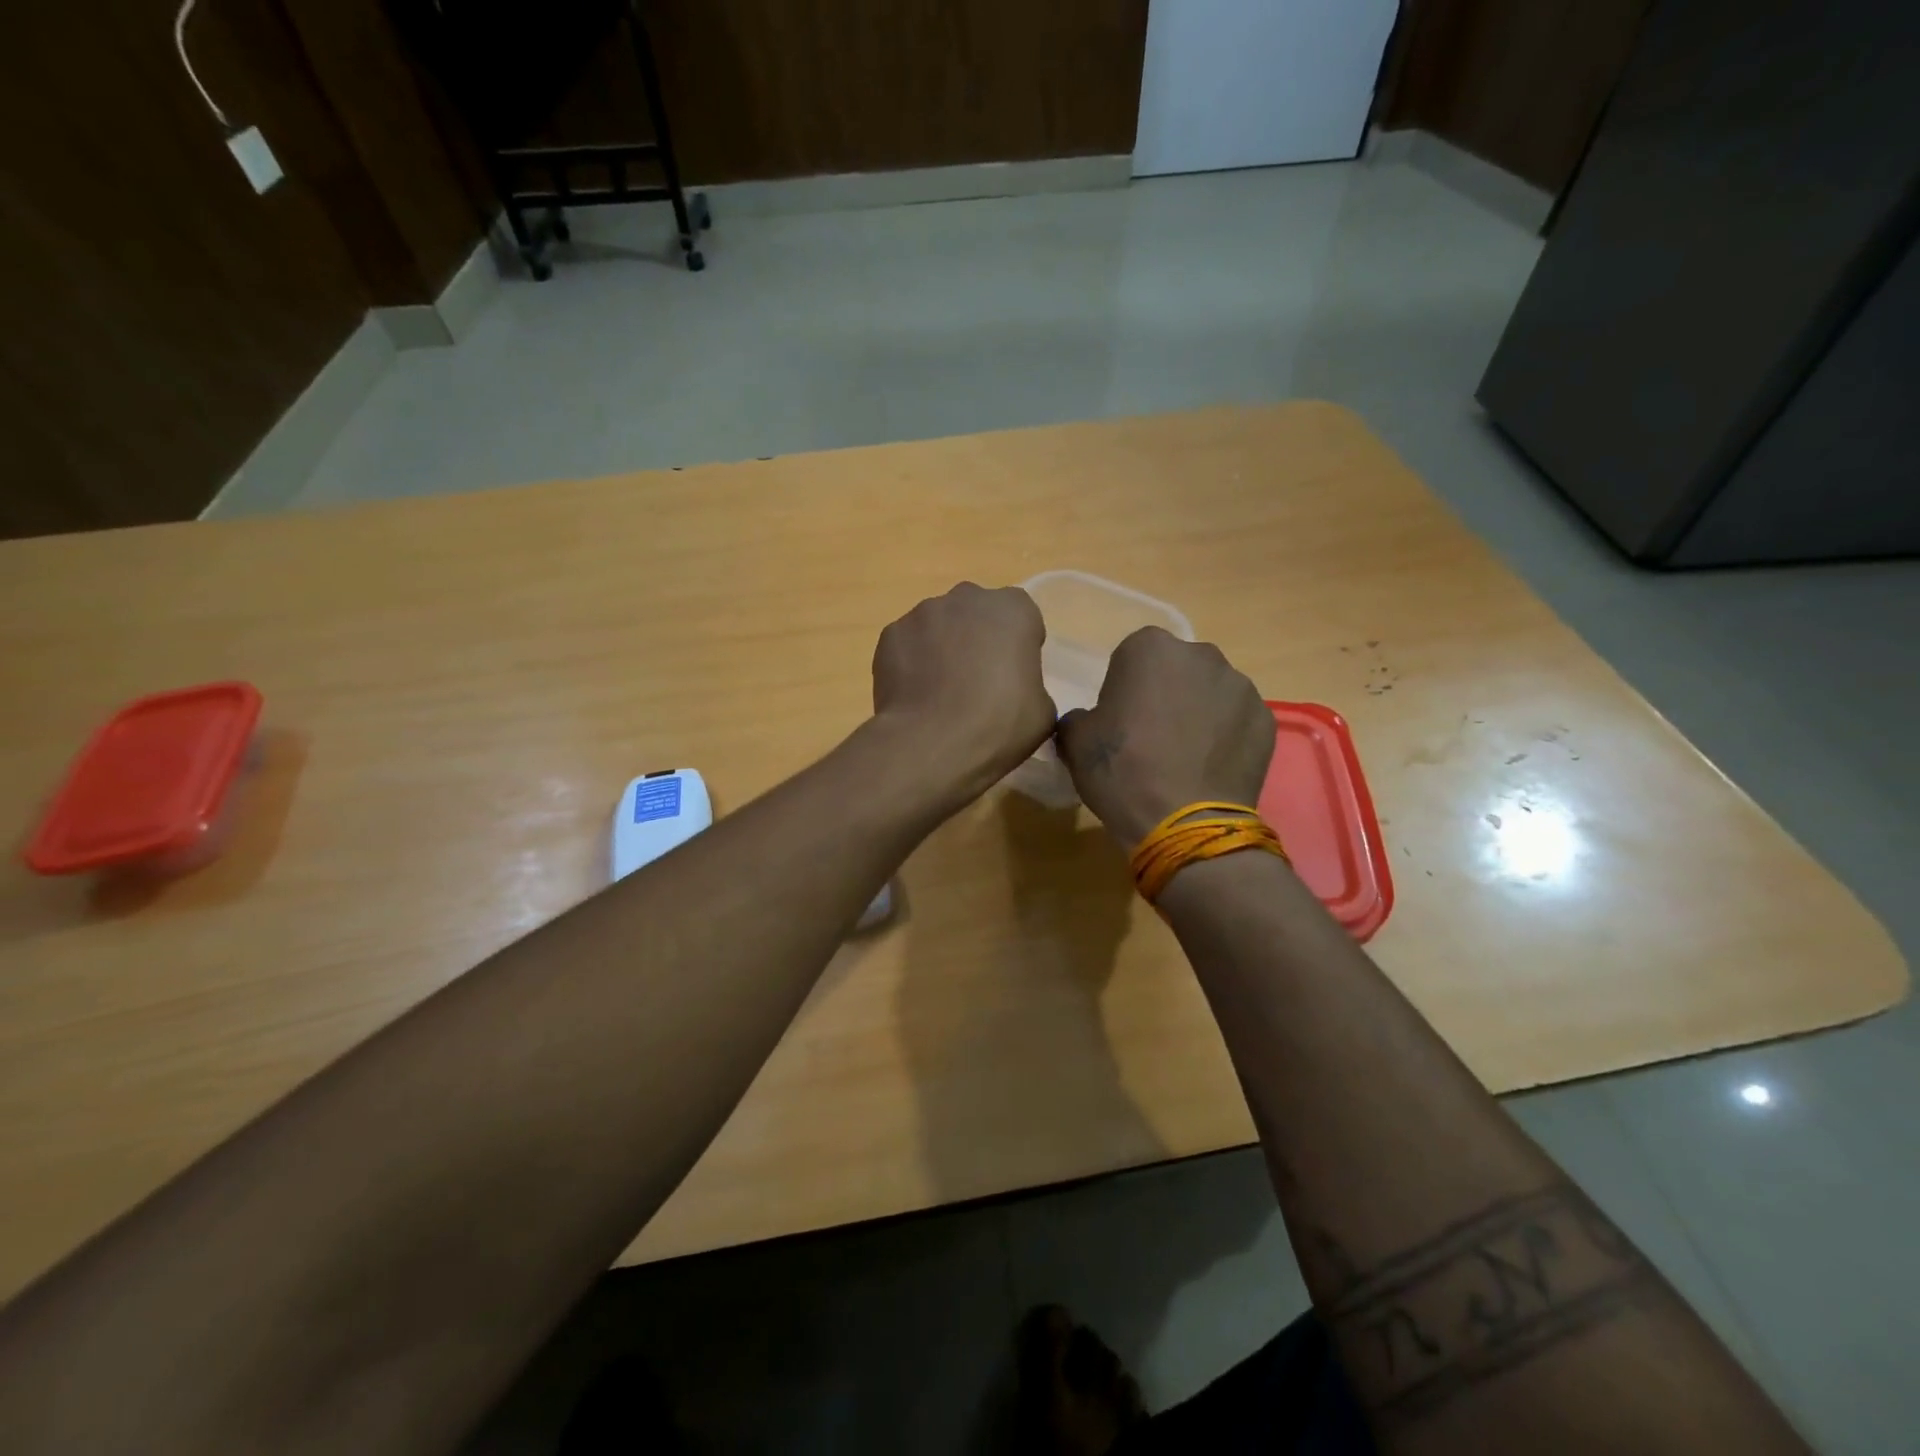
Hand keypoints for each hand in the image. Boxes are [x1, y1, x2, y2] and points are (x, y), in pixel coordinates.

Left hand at [871, 583, 1055, 799]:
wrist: (931, 743)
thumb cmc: (998, 724)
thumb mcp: (1042, 711)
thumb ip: (1031, 685)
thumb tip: (1015, 690)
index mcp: (1013, 609)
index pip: (1022, 617)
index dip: (1019, 645)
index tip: (1015, 675)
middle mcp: (967, 598)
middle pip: (977, 613)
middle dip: (978, 638)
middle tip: (978, 681)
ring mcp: (923, 613)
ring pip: (939, 626)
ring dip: (942, 647)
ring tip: (940, 692)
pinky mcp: (890, 634)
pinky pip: (908, 644)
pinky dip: (911, 662)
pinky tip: (916, 695)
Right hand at [1056, 628, 1274, 846]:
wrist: (1184, 823)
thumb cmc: (1122, 771)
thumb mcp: (1074, 741)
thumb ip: (1079, 717)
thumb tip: (1090, 721)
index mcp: (1150, 649)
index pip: (1131, 657)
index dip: (1123, 688)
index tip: (1119, 721)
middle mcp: (1201, 655)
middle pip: (1177, 669)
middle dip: (1165, 693)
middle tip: (1151, 737)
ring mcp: (1240, 686)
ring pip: (1210, 693)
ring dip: (1197, 713)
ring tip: (1184, 757)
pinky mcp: (1266, 719)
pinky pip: (1237, 720)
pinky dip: (1225, 737)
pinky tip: (1209, 769)